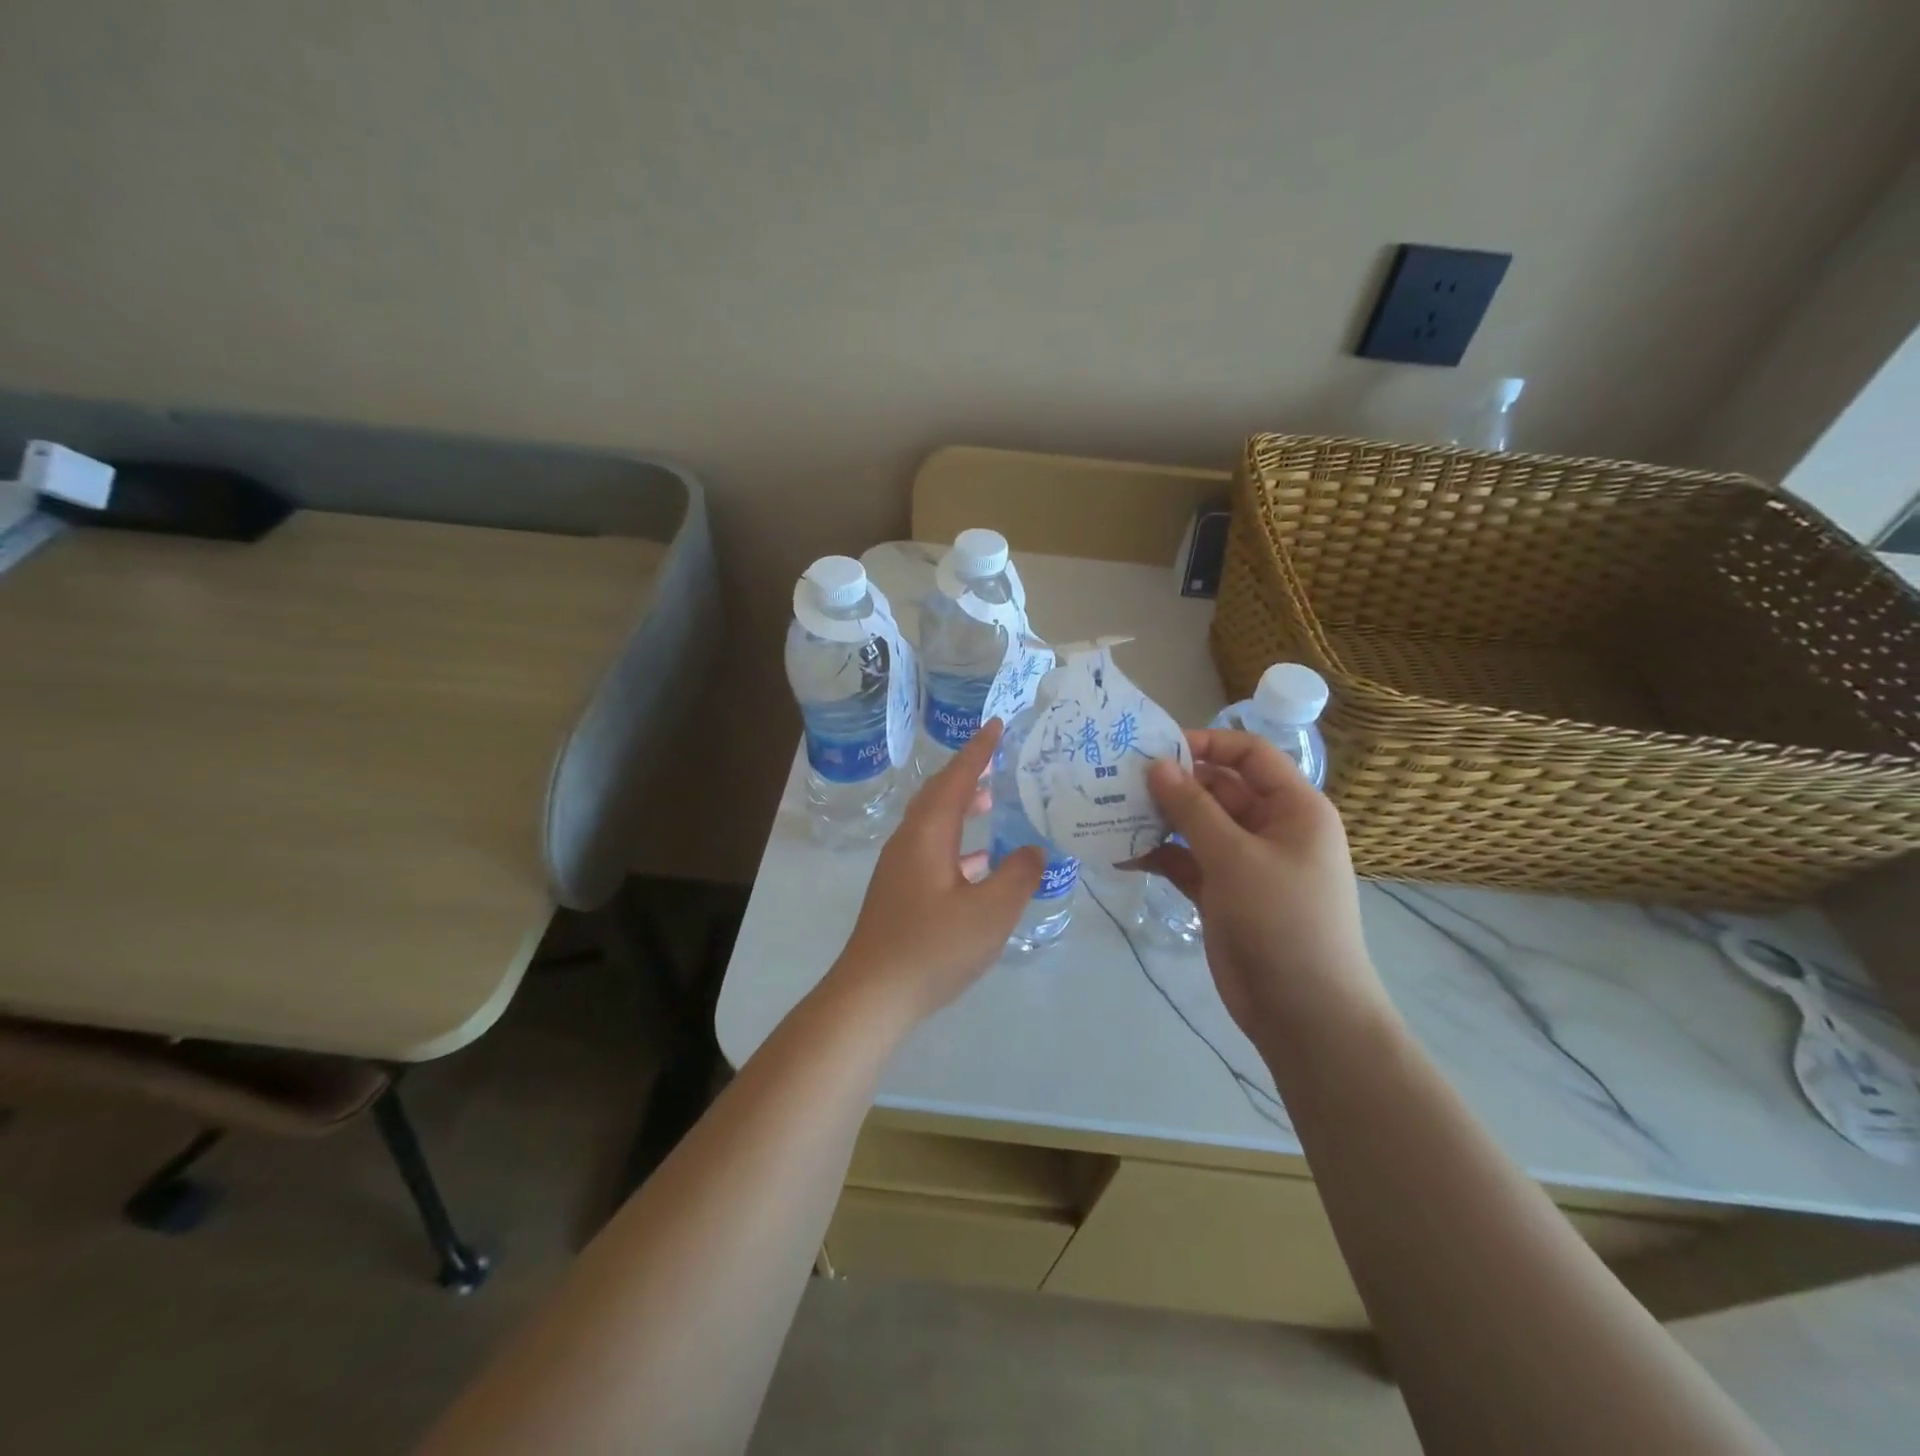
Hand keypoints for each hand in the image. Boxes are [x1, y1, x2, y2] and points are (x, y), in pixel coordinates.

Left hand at [830, 720, 1044, 1028]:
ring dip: (963, 807)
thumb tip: (1034, 849)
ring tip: (995, 803)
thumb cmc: (931, 948)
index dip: (978, 751)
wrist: (872, 996)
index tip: (997, 725)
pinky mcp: (900, 893)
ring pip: (935, 823)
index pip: (955, 779)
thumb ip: (1018, 875)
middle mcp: (909, 842)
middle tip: (1000, 760)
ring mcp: (900, 869)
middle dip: (968, 773)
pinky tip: (982, 864)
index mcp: (927, 835)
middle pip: (939, 795)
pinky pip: (934, 849)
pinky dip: (959, 843)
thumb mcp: (989, 912)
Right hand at [1137, 729, 1387, 1047]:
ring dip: (1159, 819)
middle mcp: (1269, 828)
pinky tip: (1120, 854)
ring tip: (1110, 811)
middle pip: (1217, 789)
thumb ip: (1193, 808)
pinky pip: (1185, 861)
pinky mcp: (1221, 894)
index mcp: (1293, 809)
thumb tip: (1157, 765)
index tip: (1157, 748)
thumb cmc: (1283, 921)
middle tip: (1118, 778)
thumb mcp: (1236, 857)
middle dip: (1172, 784)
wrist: (1304, 1013)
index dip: (1207, 744)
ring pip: (1196, 826)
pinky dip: (1158, 856)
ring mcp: (1244, 863)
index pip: (1250, 755)